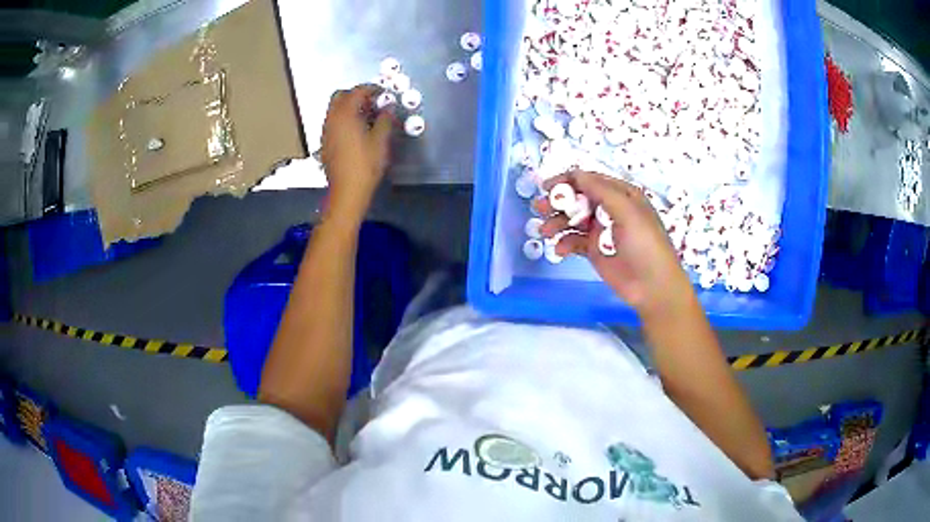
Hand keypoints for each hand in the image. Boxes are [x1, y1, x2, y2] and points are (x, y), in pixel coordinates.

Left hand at [320, 85, 393, 219]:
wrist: (347, 191)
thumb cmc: (366, 164)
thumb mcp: (381, 140)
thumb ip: (385, 119)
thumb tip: (388, 108)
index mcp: (345, 114)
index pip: (357, 91)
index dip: (371, 89)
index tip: (382, 93)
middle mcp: (332, 119)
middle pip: (340, 96)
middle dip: (356, 95)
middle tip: (372, 102)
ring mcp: (326, 131)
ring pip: (335, 109)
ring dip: (349, 107)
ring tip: (366, 116)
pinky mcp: (325, 143)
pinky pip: (333, 122)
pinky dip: (344, 119)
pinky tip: (356, 130)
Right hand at [535, 170, 693, 314]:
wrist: (653, 287)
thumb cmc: (645, 245)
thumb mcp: (627, 212)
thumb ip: (601, 191)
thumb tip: (576, 174)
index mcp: (621, 195)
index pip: (590, 180)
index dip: (568, 181)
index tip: (547, 187)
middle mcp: (609, 209)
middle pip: (578, 199)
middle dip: (558, 202)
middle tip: (539, 208)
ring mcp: (601, 230)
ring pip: (572, 220)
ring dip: (557, 223)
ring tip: (545, 232)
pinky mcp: (594, 250)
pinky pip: (574, 241)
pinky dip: (564, 244)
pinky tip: (559, 251)